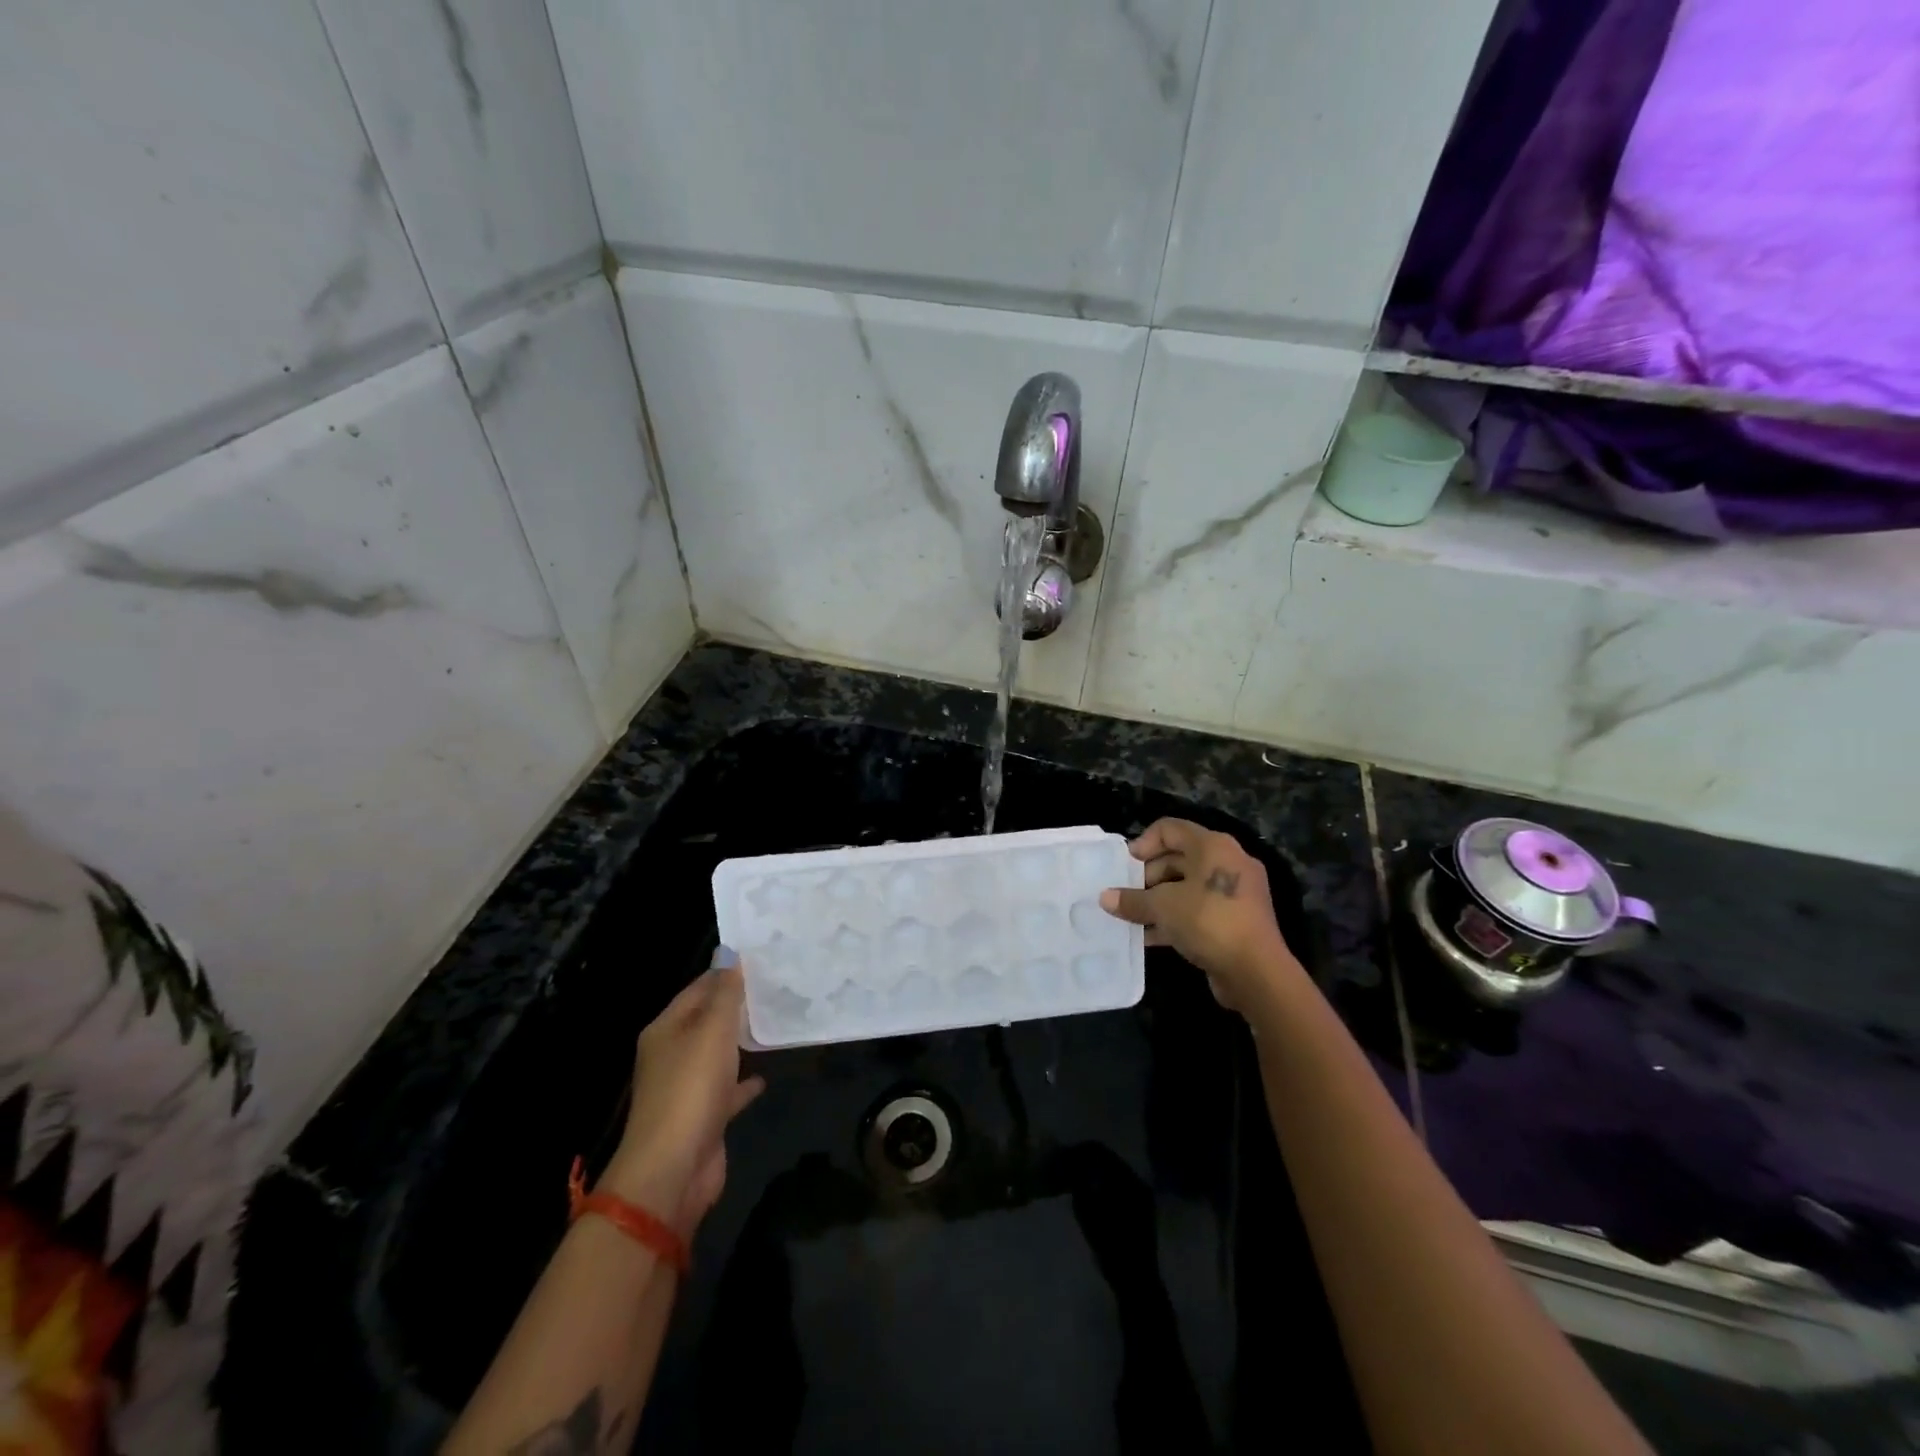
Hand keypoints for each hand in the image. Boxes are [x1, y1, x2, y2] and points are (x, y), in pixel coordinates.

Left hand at [602, 950, 764, 1236]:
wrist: (673, 1169)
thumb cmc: (691, 1089)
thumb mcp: (712, 1031)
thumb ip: (725, 993)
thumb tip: (730, 953)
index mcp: (666, 1030)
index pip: (697, 989)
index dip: (725, 973)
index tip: (760, 958)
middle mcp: (671, 1055)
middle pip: (706, 1021)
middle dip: (735, 1005)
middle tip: (775, 986)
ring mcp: (686, 1089)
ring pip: (716, 1055)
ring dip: (739, 1042)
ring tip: (775, 1023)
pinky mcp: (703, 1118)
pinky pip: (726, 1091)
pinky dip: (743, 1083)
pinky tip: (765, 1077)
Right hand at [1100, 818, 1300, 1012]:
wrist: (1257, 971)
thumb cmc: (1207, 922)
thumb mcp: (1162, 908)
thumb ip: (1132, 900)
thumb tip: (1105, 897)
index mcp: (1213, 846)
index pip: (1170, 829)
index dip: (1143, 843)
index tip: (1125, 867)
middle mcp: (1227, 861)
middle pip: (1178, 857)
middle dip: (1147, 877)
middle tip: (1126, 896)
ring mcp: (1235, 891)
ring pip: (1187, 886)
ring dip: (1158, 901)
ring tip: (1132, 918)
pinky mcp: (1237, 919)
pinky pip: (1199, 909)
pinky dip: (1175, 918)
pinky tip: (1149, 936)